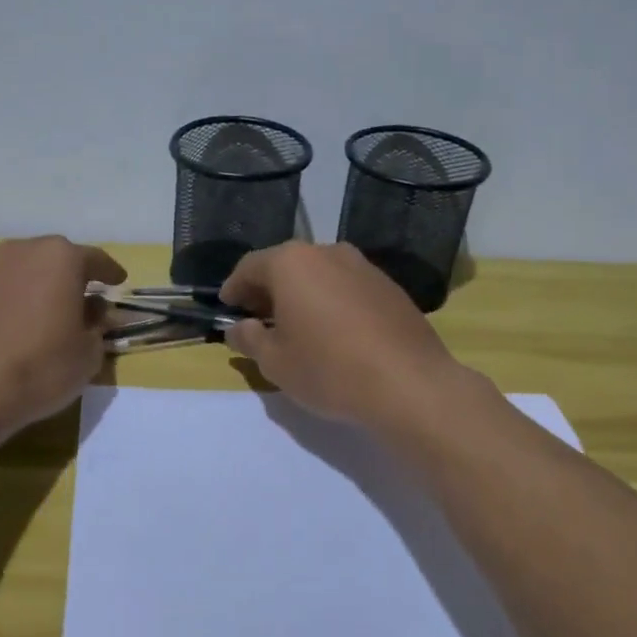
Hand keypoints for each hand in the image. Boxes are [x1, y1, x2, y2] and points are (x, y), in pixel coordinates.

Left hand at [0, 236, 125, 432]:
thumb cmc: (41, 366)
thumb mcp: (89, 354)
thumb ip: (97, 326)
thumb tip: (92, 312)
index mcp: (61, 258)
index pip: (95, 260)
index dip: (110, 273)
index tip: (119, 282)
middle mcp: (23, 251)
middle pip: (57, 258)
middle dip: (72, 276)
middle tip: (84, 299)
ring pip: (25, 271)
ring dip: (40, 286)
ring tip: (48, 313)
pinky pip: (1, 289)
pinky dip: (14, 300)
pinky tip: (17, 326)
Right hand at [221, 242, 469, 427]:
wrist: (409, 384)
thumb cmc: (328, 369)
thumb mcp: (275, 362)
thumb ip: (250, 339)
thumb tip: (238, 329)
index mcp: (292, 263)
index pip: (250, 267)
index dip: (234, 288)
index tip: (227, 307)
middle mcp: (328, 252)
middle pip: (286, 266)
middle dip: (267, 290)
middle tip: (257, 318)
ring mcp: (364, 267)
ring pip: (319, 275)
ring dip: (301, 295)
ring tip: (295, 326)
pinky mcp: (390, 287)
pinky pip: (347, 288)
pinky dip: (330, 302)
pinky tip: (332, 332)